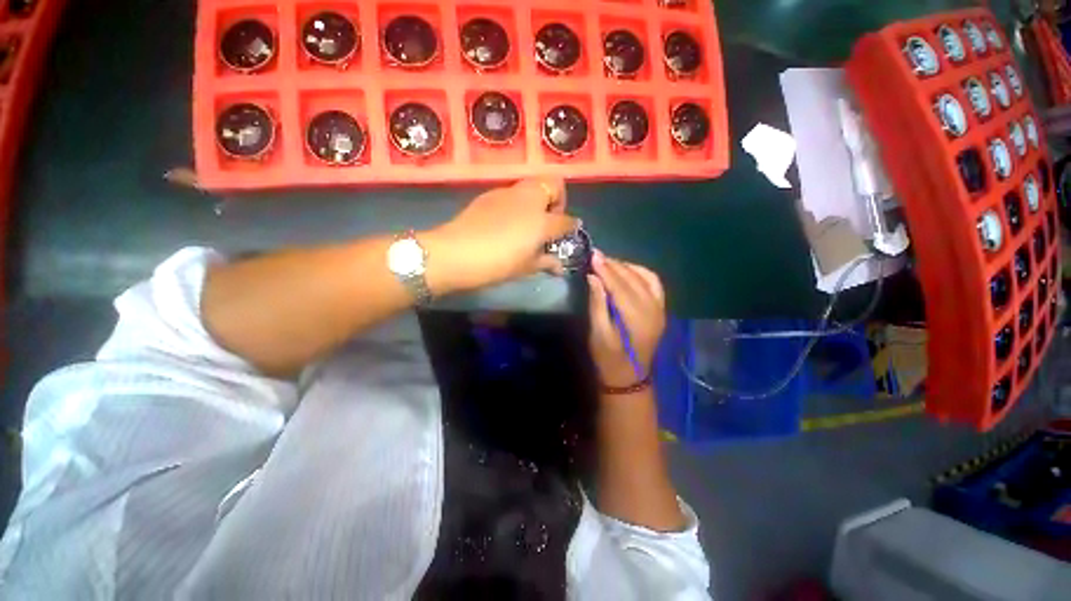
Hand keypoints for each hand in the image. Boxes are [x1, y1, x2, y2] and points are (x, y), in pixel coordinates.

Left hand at [425, 177, 578, 291]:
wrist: (456, 253)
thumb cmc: (497, 263)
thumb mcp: (525, 267)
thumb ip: (546, 262)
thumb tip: (559, 266)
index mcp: (542, 220)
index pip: (566, 219)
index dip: (571, 226)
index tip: (569, 231)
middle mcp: (529, 199)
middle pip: (553, 184)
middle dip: (557, 200)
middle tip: (547, 221)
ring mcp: (508, 193)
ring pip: (531, 185)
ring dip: (536, 200)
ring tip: (526, 223)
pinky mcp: (489, 194)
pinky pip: (512, 193)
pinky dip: (517, 203)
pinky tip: (506, 222)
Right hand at [587, 252, 666, 387]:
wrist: (629, 377)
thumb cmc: (608, 358)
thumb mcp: (598, 334)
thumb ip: (597, 304)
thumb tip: (593, 277)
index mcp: (636, 320)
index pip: (620, 286)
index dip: (606, 269)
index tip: (593, 255)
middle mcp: (653, 310)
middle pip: (633, 279)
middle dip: (614, 265)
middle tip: (596, 256)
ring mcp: (660, 309)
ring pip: (646, 278)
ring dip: (626, 267)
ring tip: (608, 263)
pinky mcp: (661, 309)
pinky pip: (654, 284)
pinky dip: (641, 273)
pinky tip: (627, 270)